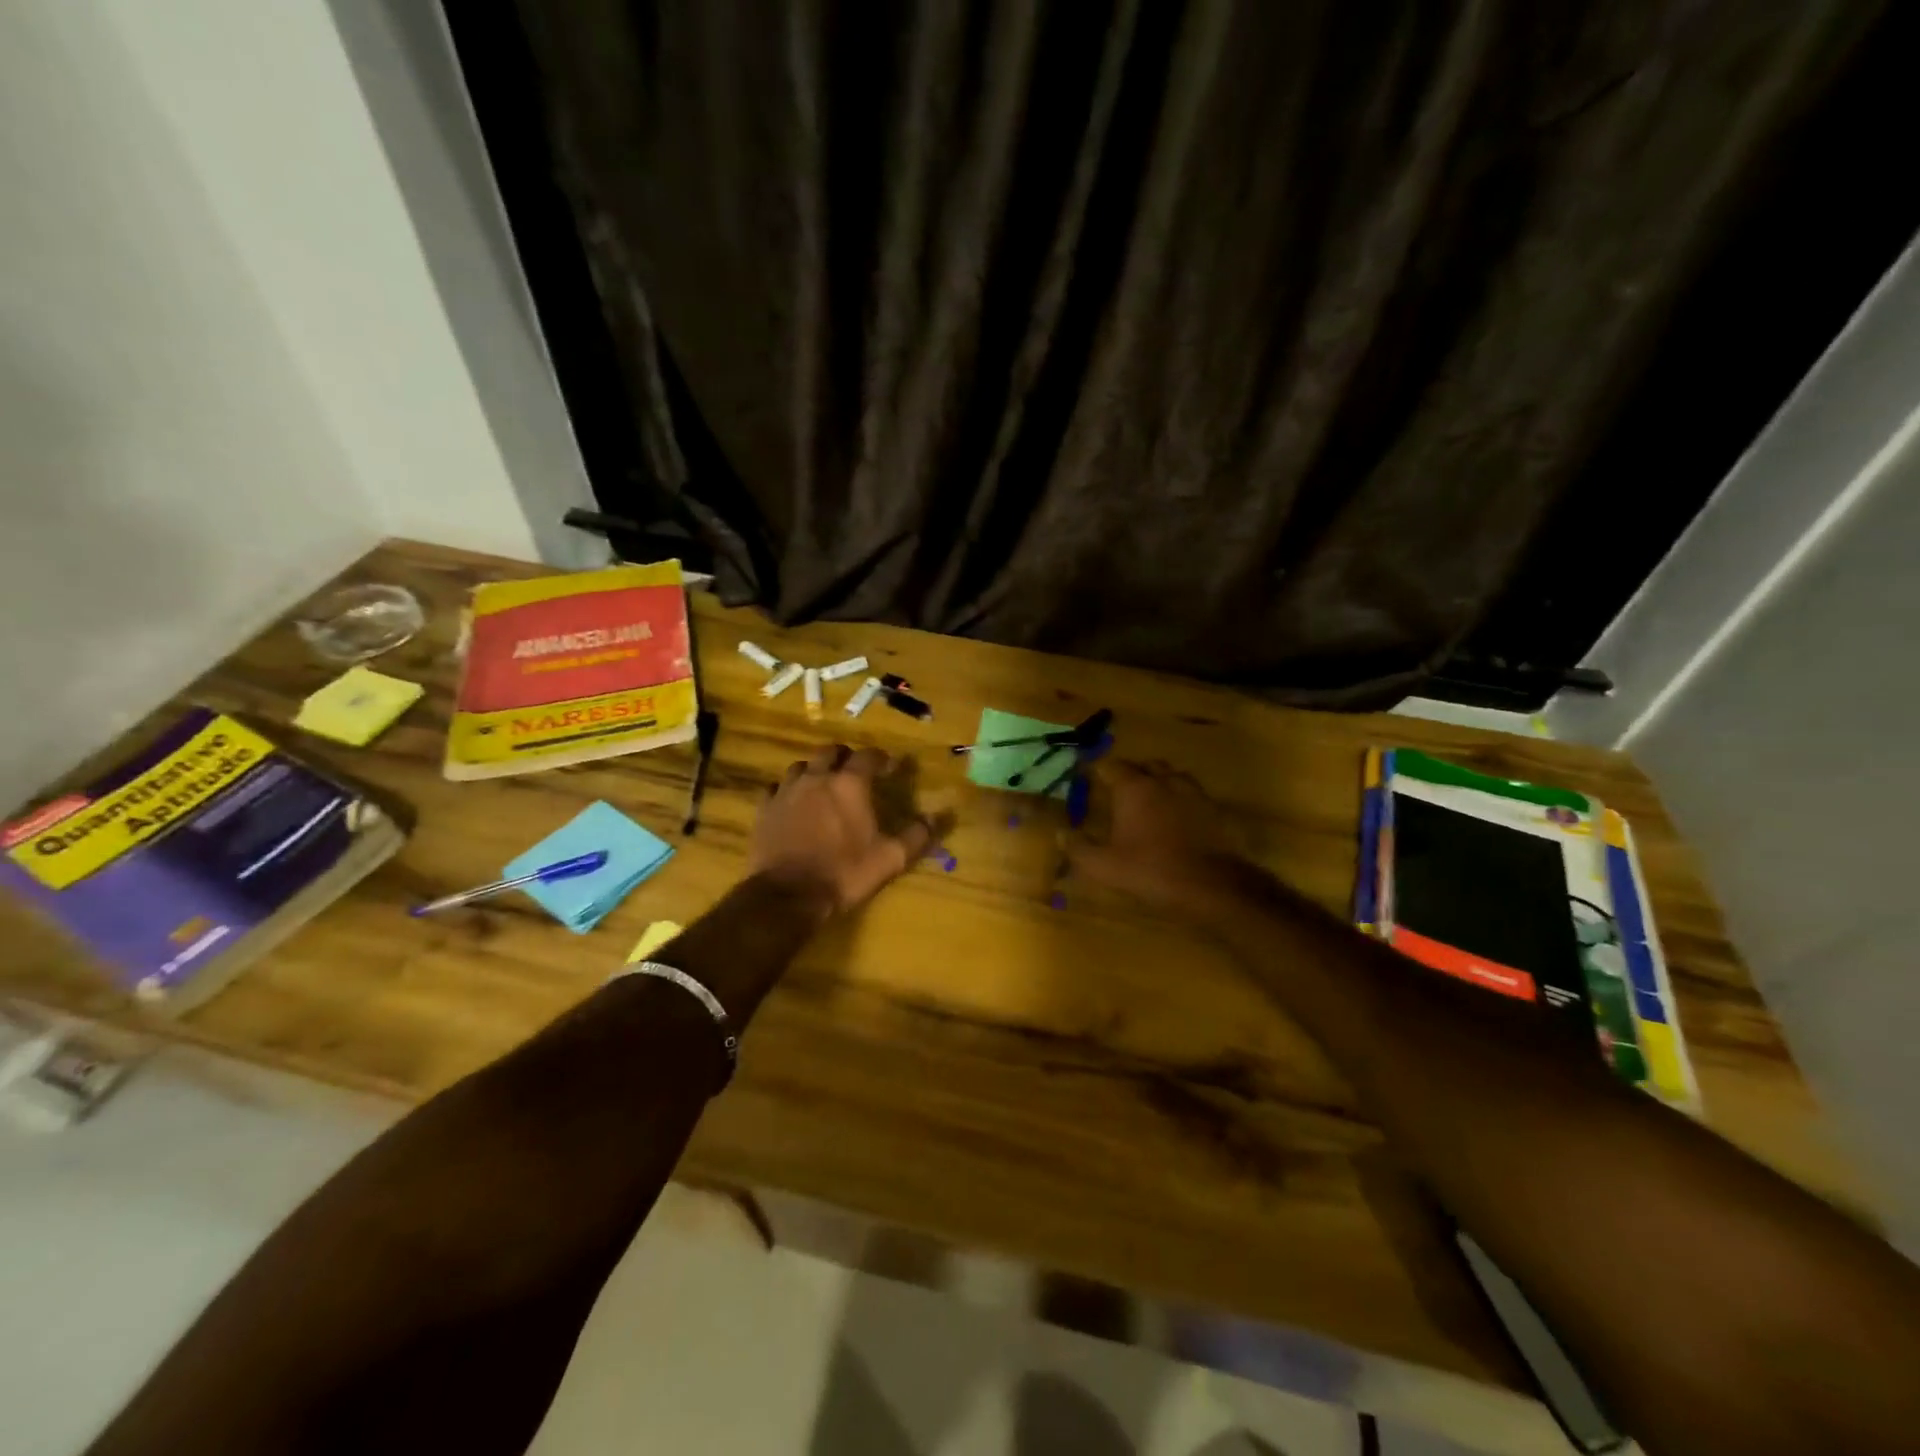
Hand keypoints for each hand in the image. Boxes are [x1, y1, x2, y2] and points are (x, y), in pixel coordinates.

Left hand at [751, 745, 936, 914]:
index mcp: (850, 784)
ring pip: (801, 765)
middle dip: (845, 757)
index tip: (889, 768)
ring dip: (815, 770)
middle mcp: (817, 777)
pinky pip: (777, 787)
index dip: (881, 759)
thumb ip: (917, 835)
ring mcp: (787, 790)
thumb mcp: (890, 858)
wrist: (788, 895)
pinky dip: (788, 789)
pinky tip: (793, 802)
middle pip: (831, 751)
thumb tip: (938, 817)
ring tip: (823, 784)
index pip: (868, 756)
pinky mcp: (765, 808)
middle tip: (854, 772)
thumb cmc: (844, 873)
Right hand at [1068, 760, 1253, 918]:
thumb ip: (1079, 849)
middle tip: (1120, 791)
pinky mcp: (1213, 807)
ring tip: (1150, 801)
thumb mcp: (1106, 867)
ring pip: (1171, 775)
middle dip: (1131, 773)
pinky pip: (1191, 793)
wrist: (1211, 885)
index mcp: (1134, 788)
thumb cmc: (1152, 870)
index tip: (1088, 777)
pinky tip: (1176, 818)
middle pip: (1144, 766)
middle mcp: (1163, 780)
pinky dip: (1180, 799)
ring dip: (1158, 783)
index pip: (1110, 766)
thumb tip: (1061, 833)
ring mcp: (1191, 791)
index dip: (1098, 770)